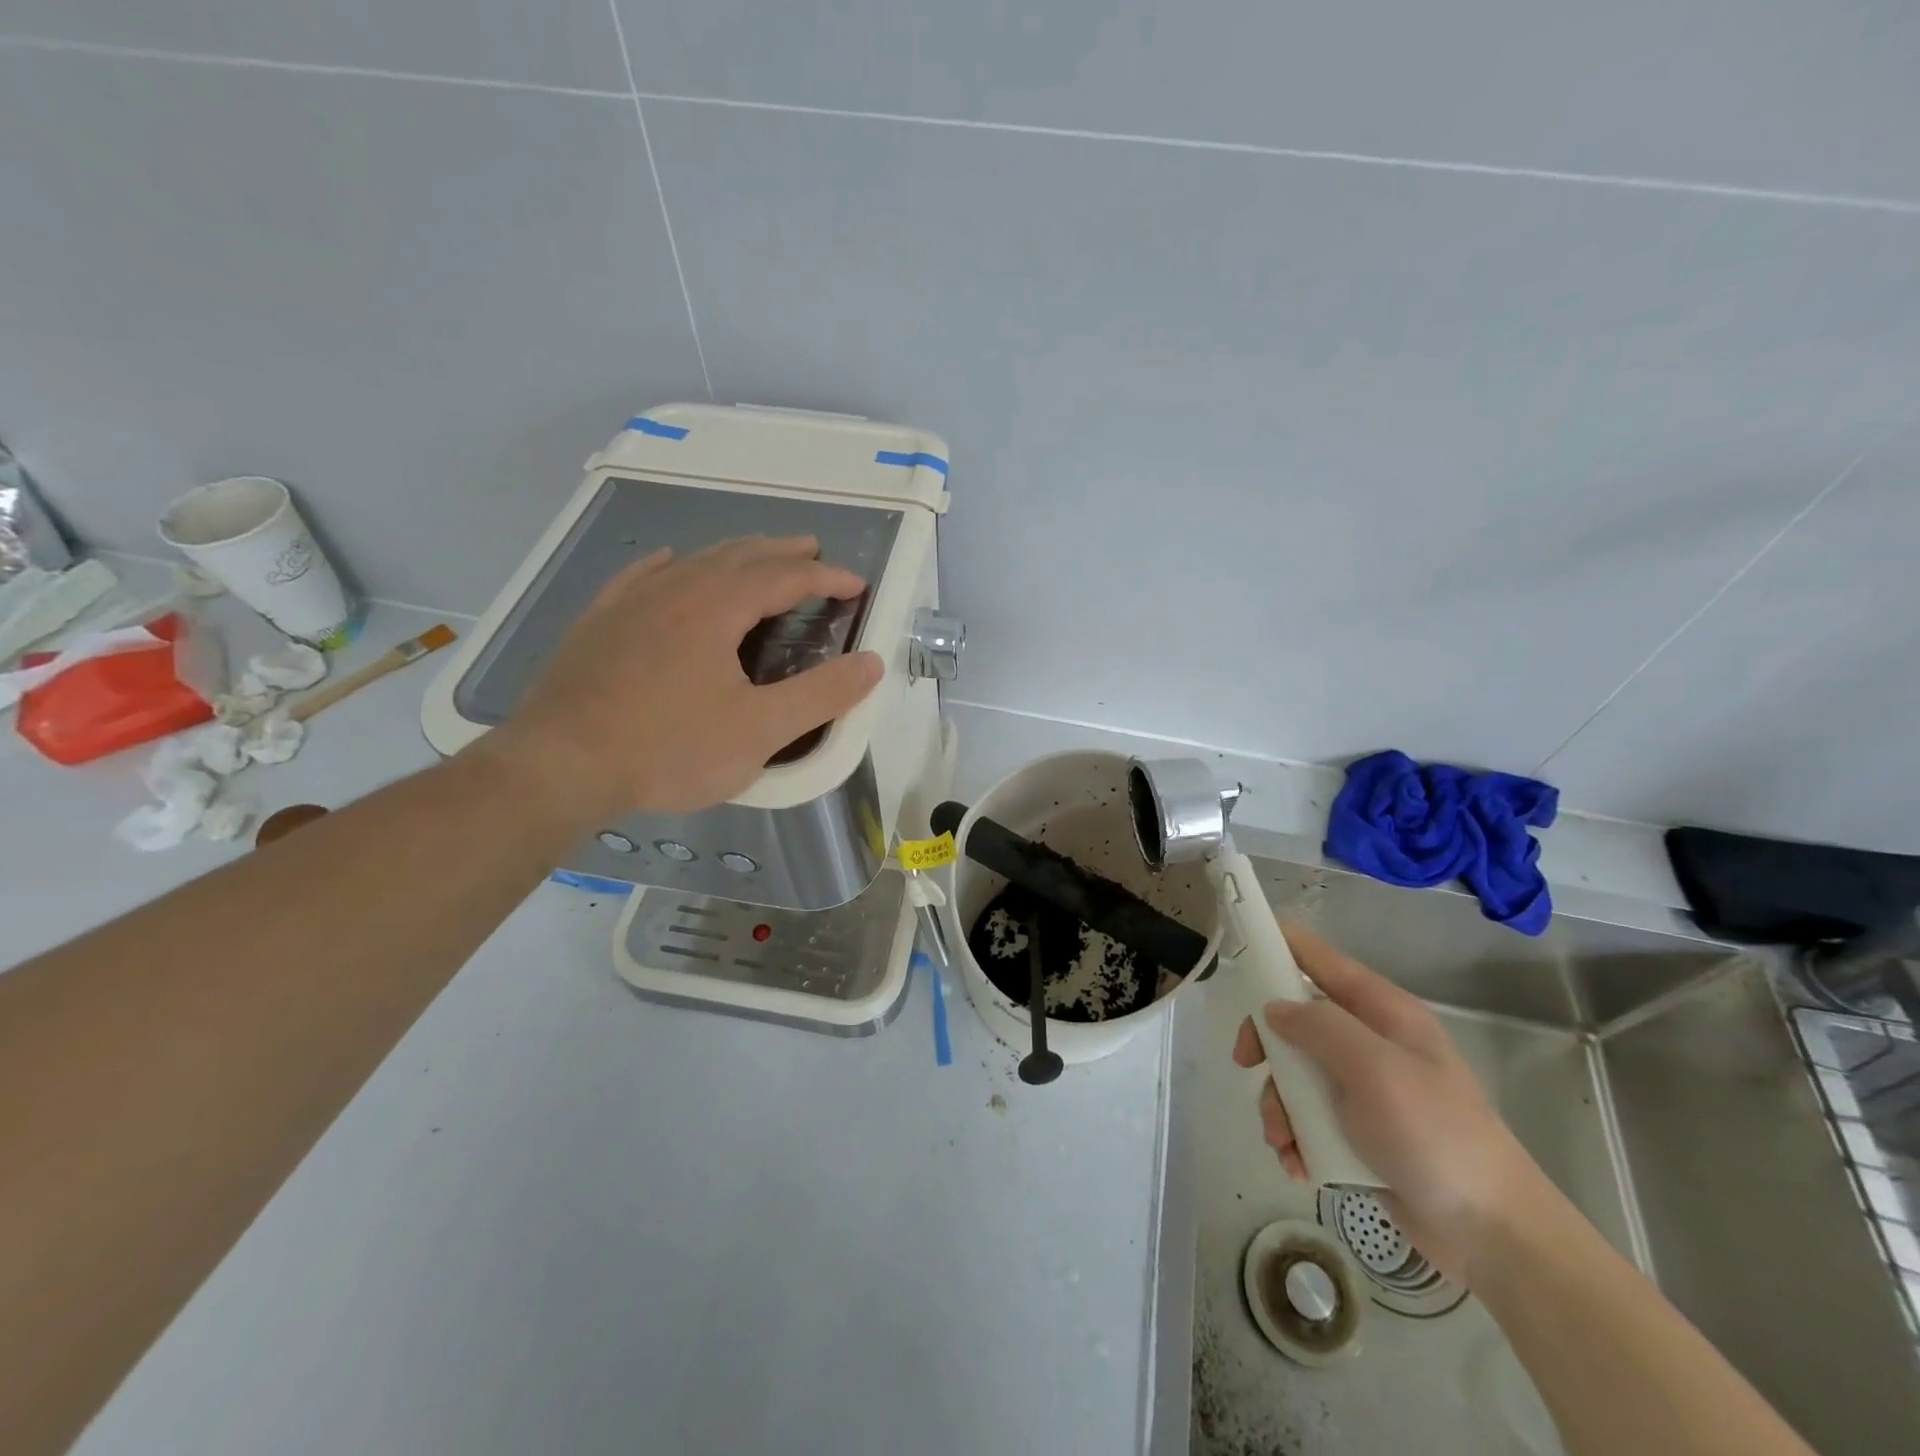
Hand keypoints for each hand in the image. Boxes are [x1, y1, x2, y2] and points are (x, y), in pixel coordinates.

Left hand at [487, 535, 883, 818]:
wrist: (560, 766)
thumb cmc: (669, 748)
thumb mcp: (760, 731)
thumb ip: (822, 695)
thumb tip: (872, 663)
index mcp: (717, 607)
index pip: (785, 577)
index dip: (826, 577)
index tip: (856, 584)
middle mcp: (675, 589)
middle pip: (739, 556)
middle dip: (782, 552)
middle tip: (812, 552)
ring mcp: (630, 602)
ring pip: (693, 561)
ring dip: (734, 555)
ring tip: (758, 556)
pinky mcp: (598, 623)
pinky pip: (641, 576)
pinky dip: (669, 565)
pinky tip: (669, 562)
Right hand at [1232, 924, 1546, 1283]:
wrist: (1492, 1233)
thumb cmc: (1435, 1135)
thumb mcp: (1375, 1069)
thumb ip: (1320, 1027)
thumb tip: (1274, 1009)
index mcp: (1381, 1011)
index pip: (1318, 957)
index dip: (1277, 945)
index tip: (1235, 952)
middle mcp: (1369, 1040)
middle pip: (1295, 1018)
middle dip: (1267, 1045)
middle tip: (1247, 1064)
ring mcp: (1364, 1086)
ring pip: (1295, 1072)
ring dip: (1278, 1104)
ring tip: (1284, 1140)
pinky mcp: (1357, 1129)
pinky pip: (1307, 1116)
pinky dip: (1295, 1137)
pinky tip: (1298, 1163)